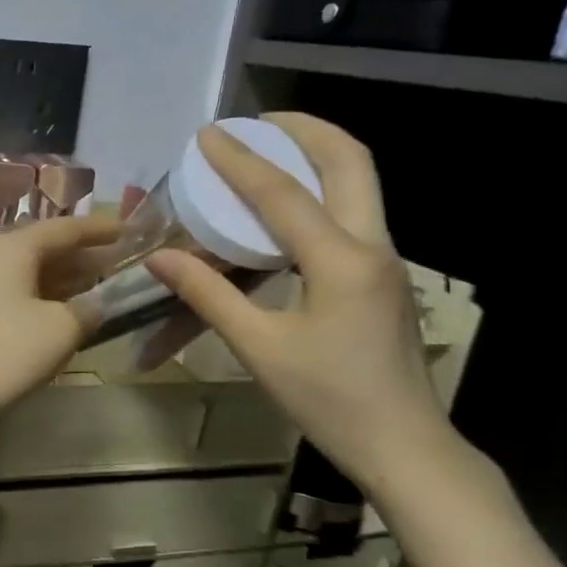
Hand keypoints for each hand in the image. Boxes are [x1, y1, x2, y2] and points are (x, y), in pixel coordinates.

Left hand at [0, 213, 118, 440]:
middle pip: (45, 247)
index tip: (130, 230)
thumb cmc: (0, 353)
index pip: (65, 228)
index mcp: (13, 248)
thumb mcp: (58, 331)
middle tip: (121, 264)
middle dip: (84, 256)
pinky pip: (14, 293)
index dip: (100, 229)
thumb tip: (94, 305)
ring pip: (29, 272)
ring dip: (64, 280)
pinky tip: (60, 316)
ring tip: (99, 289)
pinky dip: (42, 298)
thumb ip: (87, 311)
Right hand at [144, 114, 463, 493]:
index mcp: (341, 262)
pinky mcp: (381, 277)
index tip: (207, 134)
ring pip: (360, 183)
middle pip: (352, 162)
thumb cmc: (329, 400)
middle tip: (259, 120)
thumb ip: (209, 295)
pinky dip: (318, 190)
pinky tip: (283, 208)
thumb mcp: (260, 348)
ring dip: (316, 154)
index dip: (241, 160)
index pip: (284, 194)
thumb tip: (162, 257)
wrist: (404, 445)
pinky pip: (352, 212)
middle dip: (306, 129)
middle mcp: (372, 246)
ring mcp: (384, 260)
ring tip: (268, 149)